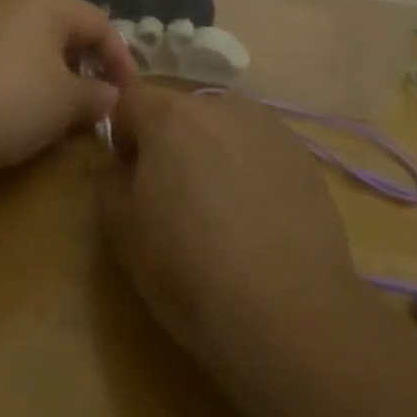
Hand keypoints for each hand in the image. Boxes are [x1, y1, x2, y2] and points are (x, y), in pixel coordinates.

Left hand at [0, 0, 140, 177]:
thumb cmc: (15, 101)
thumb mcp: (68, 102)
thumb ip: (98, 95)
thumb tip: (111, 95)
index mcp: (46, 5)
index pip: (99, 22)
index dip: (120, 58)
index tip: (129, 95)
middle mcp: (15, 5)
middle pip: (67, 29)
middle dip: (89, 64)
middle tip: (99, 100)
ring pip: (38, 45)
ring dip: (60, 74)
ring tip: (66, 110)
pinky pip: (12, 57)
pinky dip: (30, 78)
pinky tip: (28, 110)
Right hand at [98, 85, 362, 372]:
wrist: (286, 314)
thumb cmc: (188, 268)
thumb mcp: (120, 228)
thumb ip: (112, 178)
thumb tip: (129, 164)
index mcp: (170, 115)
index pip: (129, 101)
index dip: (122, 137)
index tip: (131, 179)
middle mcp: (220, 106)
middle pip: (180, 112)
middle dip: (170, 145)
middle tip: (175, 200)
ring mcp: (269, 128)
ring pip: (223, 129)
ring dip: (212, 154)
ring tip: (222, 213)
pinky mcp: (304, 157)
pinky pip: (259, 152)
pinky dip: (251, 172)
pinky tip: (258, 222)